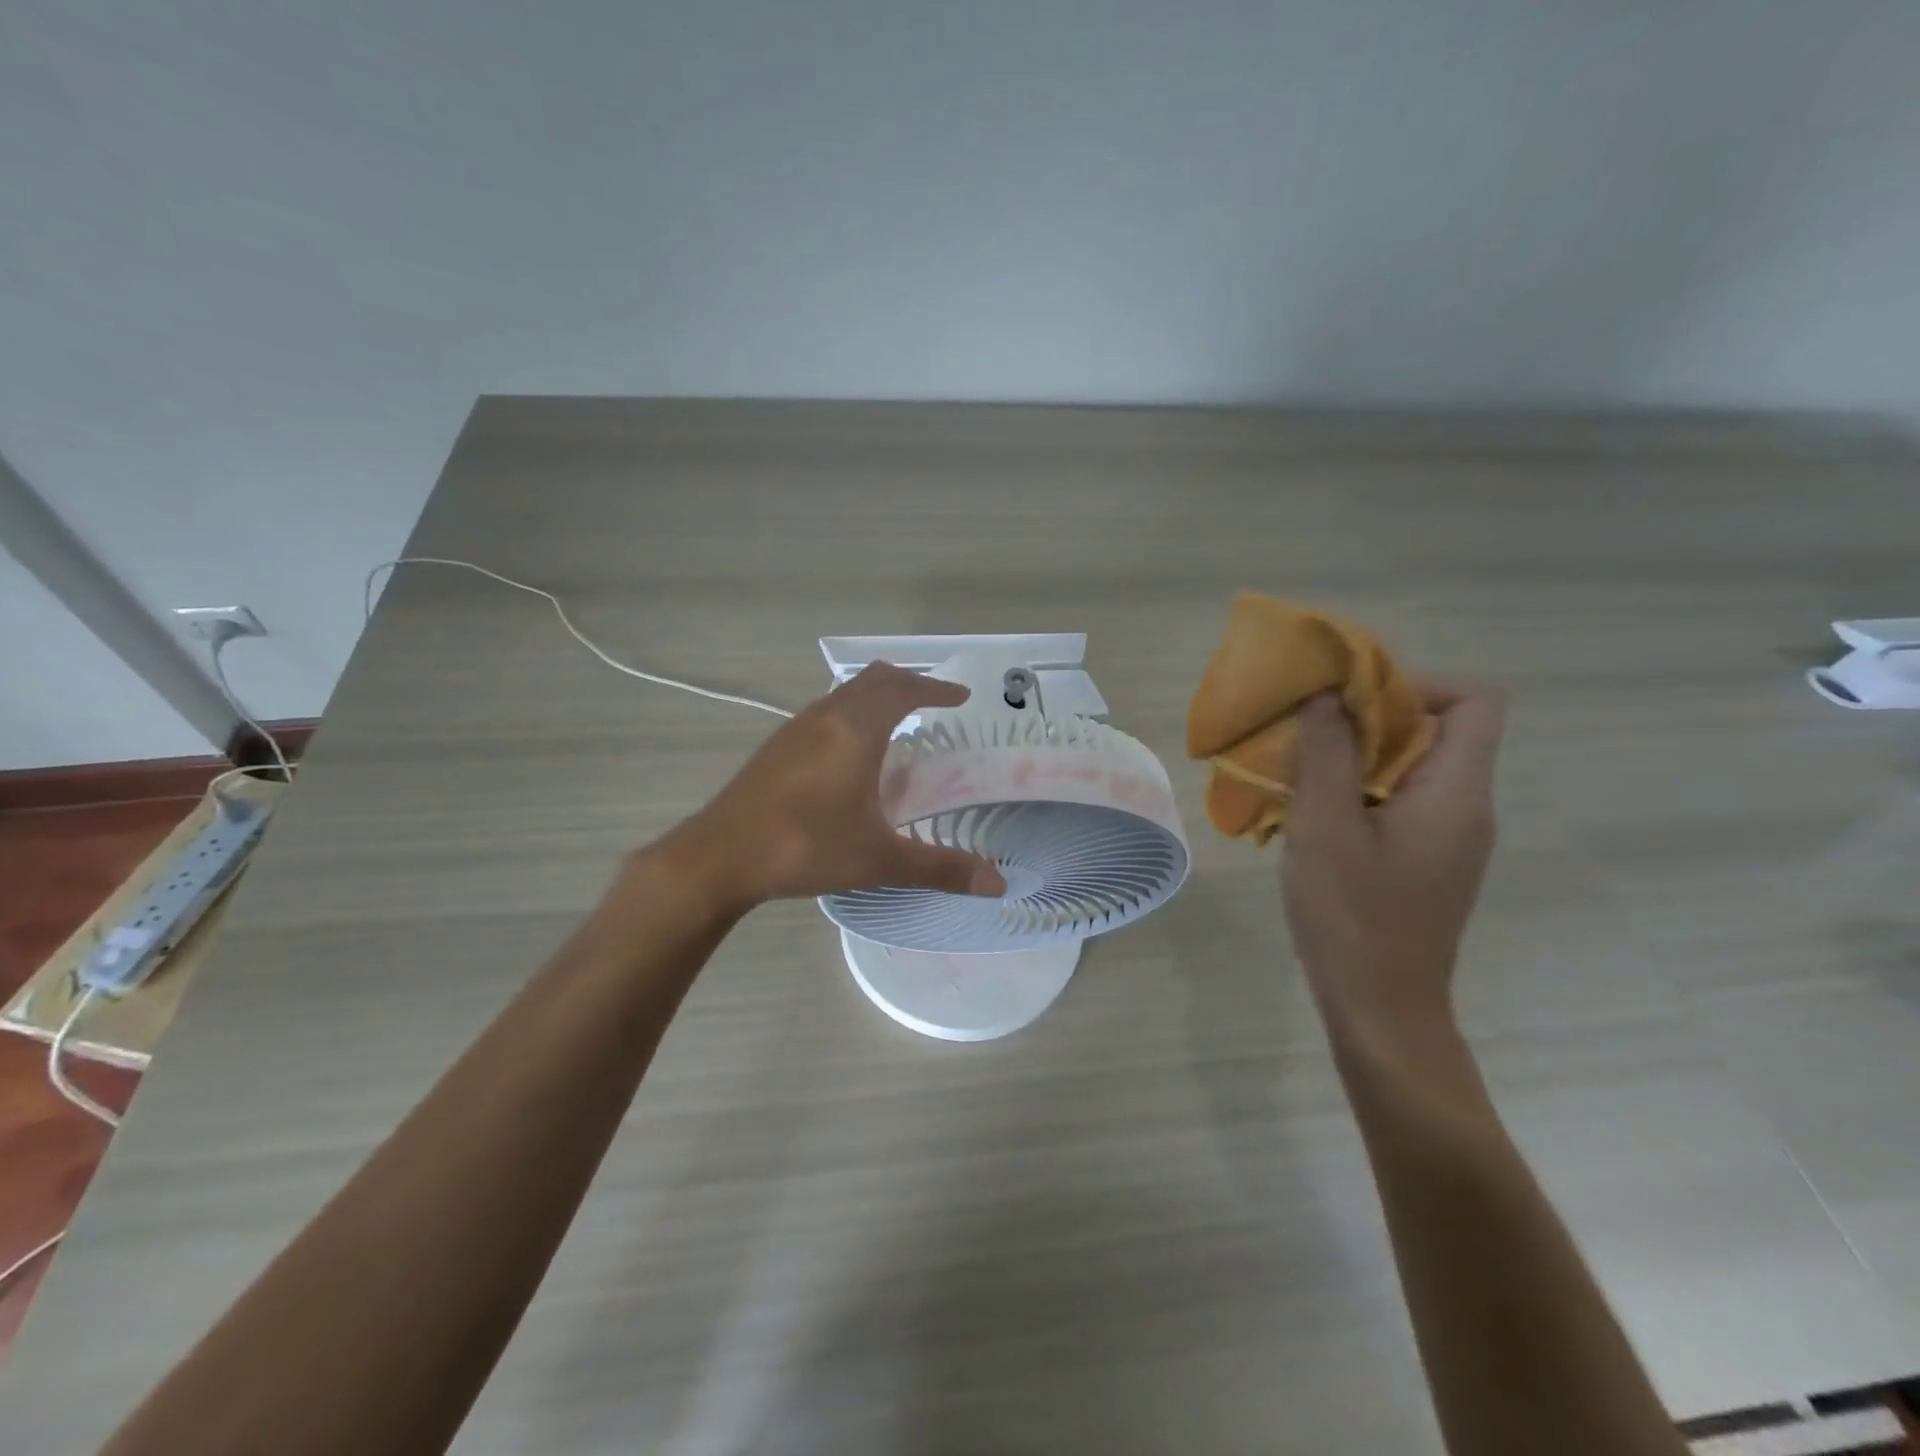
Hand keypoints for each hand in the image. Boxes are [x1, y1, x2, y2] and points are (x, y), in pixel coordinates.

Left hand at [665, 663, 1008, 912]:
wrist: (719, 856)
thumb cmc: (805, 848)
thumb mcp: (879, 859)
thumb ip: (941, 867)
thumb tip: (998, 884)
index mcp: (856, 731)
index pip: (903, 690)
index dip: (935, 689)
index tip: (960, 697)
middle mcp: (826, 717)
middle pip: (874, 680)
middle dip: (908, 684)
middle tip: (934, 702)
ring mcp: (796, 728)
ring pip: (844, 692)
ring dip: (876, 695)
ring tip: (898, 721)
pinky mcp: (776, 745)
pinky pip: (825, 710)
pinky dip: (851, 711)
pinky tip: (851, 751)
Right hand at [1281, 681, 1504, 1048]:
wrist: (1379, 1010)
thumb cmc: (1352, 915)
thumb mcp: (1325, 826)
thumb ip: (1328, 752)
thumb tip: (1328, 694)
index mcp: (1457, 792)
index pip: (1475, 701)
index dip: (1417, 683)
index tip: (1351, 699)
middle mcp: (1465, 807)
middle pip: (1437, 729)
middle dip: (1369, 718)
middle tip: (1307, 731)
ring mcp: (1447, 838)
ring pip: (1411, 767)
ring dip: (1355, 756)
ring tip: (1297, 770)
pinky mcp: (1424, 861)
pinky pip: (1397, 801)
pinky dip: (1356, 791)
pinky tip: (1308, 815)